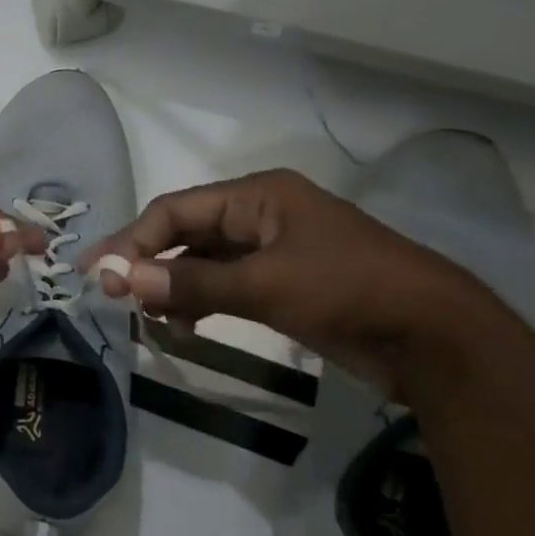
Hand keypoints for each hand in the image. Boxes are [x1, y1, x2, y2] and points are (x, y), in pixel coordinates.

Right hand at [80, 168, 509, 395]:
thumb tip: (123, 279)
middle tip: (111, 295)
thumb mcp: (265, 284)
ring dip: (170, 287)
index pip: (175, 210)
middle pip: (184, 234)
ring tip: (148, 317)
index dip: (132, 240)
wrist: (435, 339)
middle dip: (147, 263)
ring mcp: (270, 251)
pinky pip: (222, 286)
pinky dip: (197, 302)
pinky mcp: (280, 284)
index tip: (99, 273)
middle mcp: (258, 216)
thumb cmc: (349, 291)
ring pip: (200, 263)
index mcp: (258, 196)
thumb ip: (191, 282)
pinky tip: (183, 326)